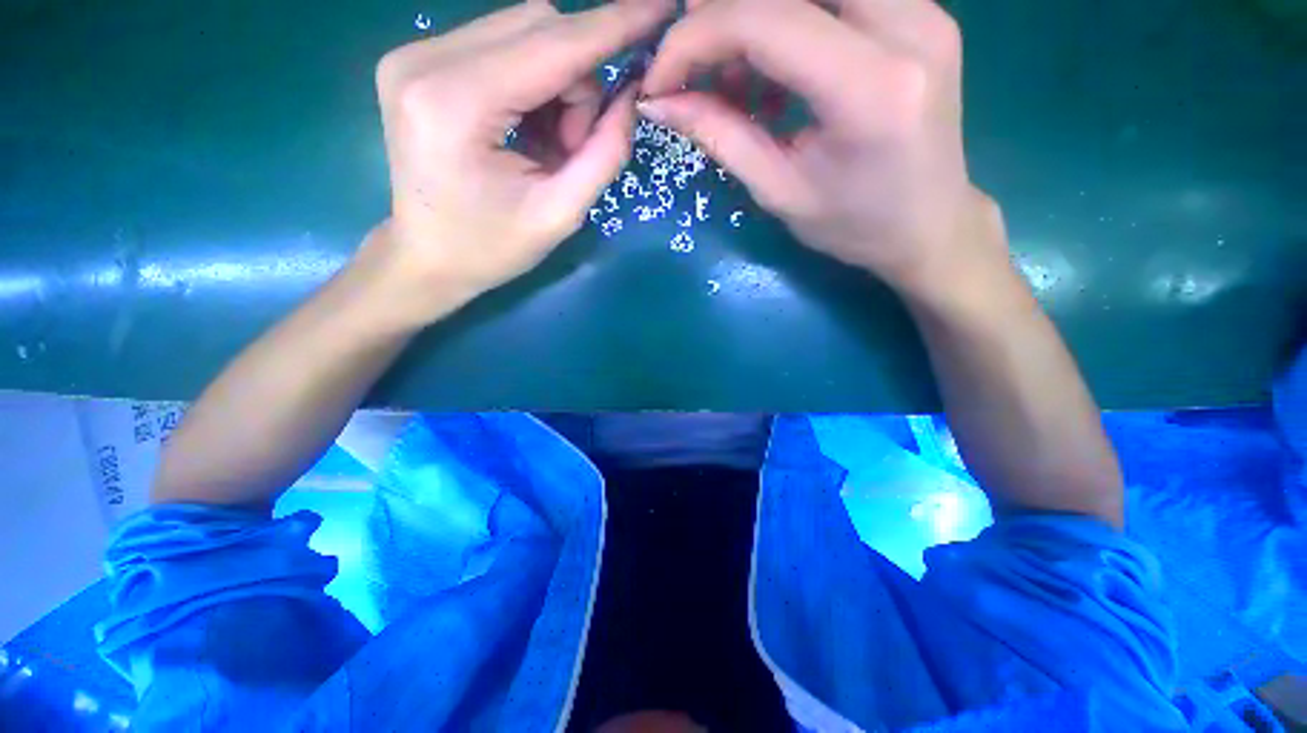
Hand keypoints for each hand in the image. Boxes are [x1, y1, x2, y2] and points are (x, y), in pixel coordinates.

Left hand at [367, 0, 672, 326]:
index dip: (613, 25)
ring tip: (552, 144)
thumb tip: (631, 93)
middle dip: (580, 78)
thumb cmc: (492, 248)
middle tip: (578, 141)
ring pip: (522, 31)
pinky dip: (533, 81)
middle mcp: (425, 60)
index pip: (552, 44)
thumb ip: (604, 153)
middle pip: (537, 25)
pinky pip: (501, 46)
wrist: (427, 258)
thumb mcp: (560, 215)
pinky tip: (530, 127)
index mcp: (456, 104)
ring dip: (557, 82)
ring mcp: (415, 54)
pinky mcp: (419, 61)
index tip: (661, 8)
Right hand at [639, 0, 1012, 304]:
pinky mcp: (920, 8)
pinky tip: (770, 61)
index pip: (766, 22)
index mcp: (870, 89)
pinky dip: (788, 16)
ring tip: (728, 67)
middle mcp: (908, 24)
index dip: (696, 38)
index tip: (660, 77)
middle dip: (721, 12)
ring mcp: (923, 7)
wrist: (930, 224)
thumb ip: (721, 137)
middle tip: (689, 60)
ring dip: (755, 14)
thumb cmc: (854, 225)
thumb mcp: (780, 193)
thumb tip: (660, 102)